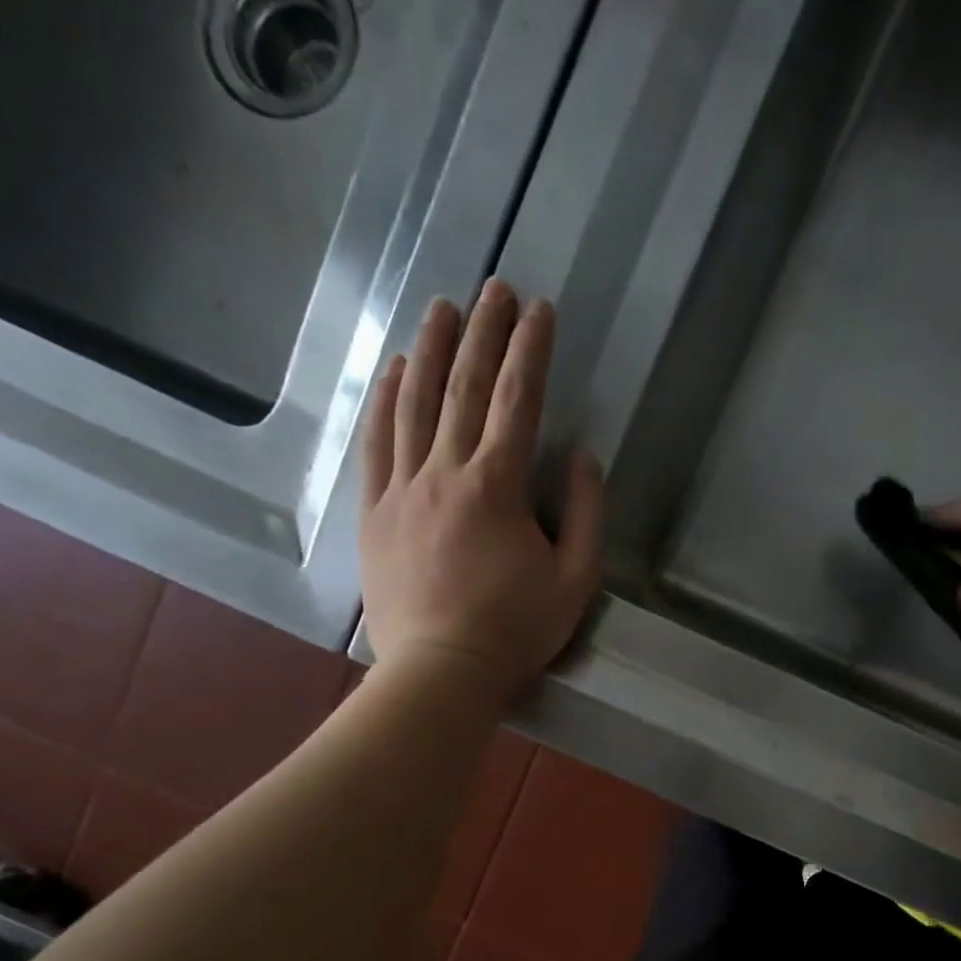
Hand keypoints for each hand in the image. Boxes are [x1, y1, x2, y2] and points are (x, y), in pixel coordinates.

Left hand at [360, 280, 603, 695]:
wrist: (440, 671)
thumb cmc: (516, 631)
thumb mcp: (575, 580)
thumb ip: (585, 514)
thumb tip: (581, 456)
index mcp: (497, 488)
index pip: (517, 402)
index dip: (530, 352)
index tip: (539, 310)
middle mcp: (444, 473)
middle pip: (462, 389)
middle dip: (482, 334)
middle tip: (493, 288)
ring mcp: (401, 489)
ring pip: (412, 404)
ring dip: (428, 351)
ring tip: (440, 309)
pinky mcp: (374, 512)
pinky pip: (375, 442)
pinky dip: (382, 400)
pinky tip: (391, 371)